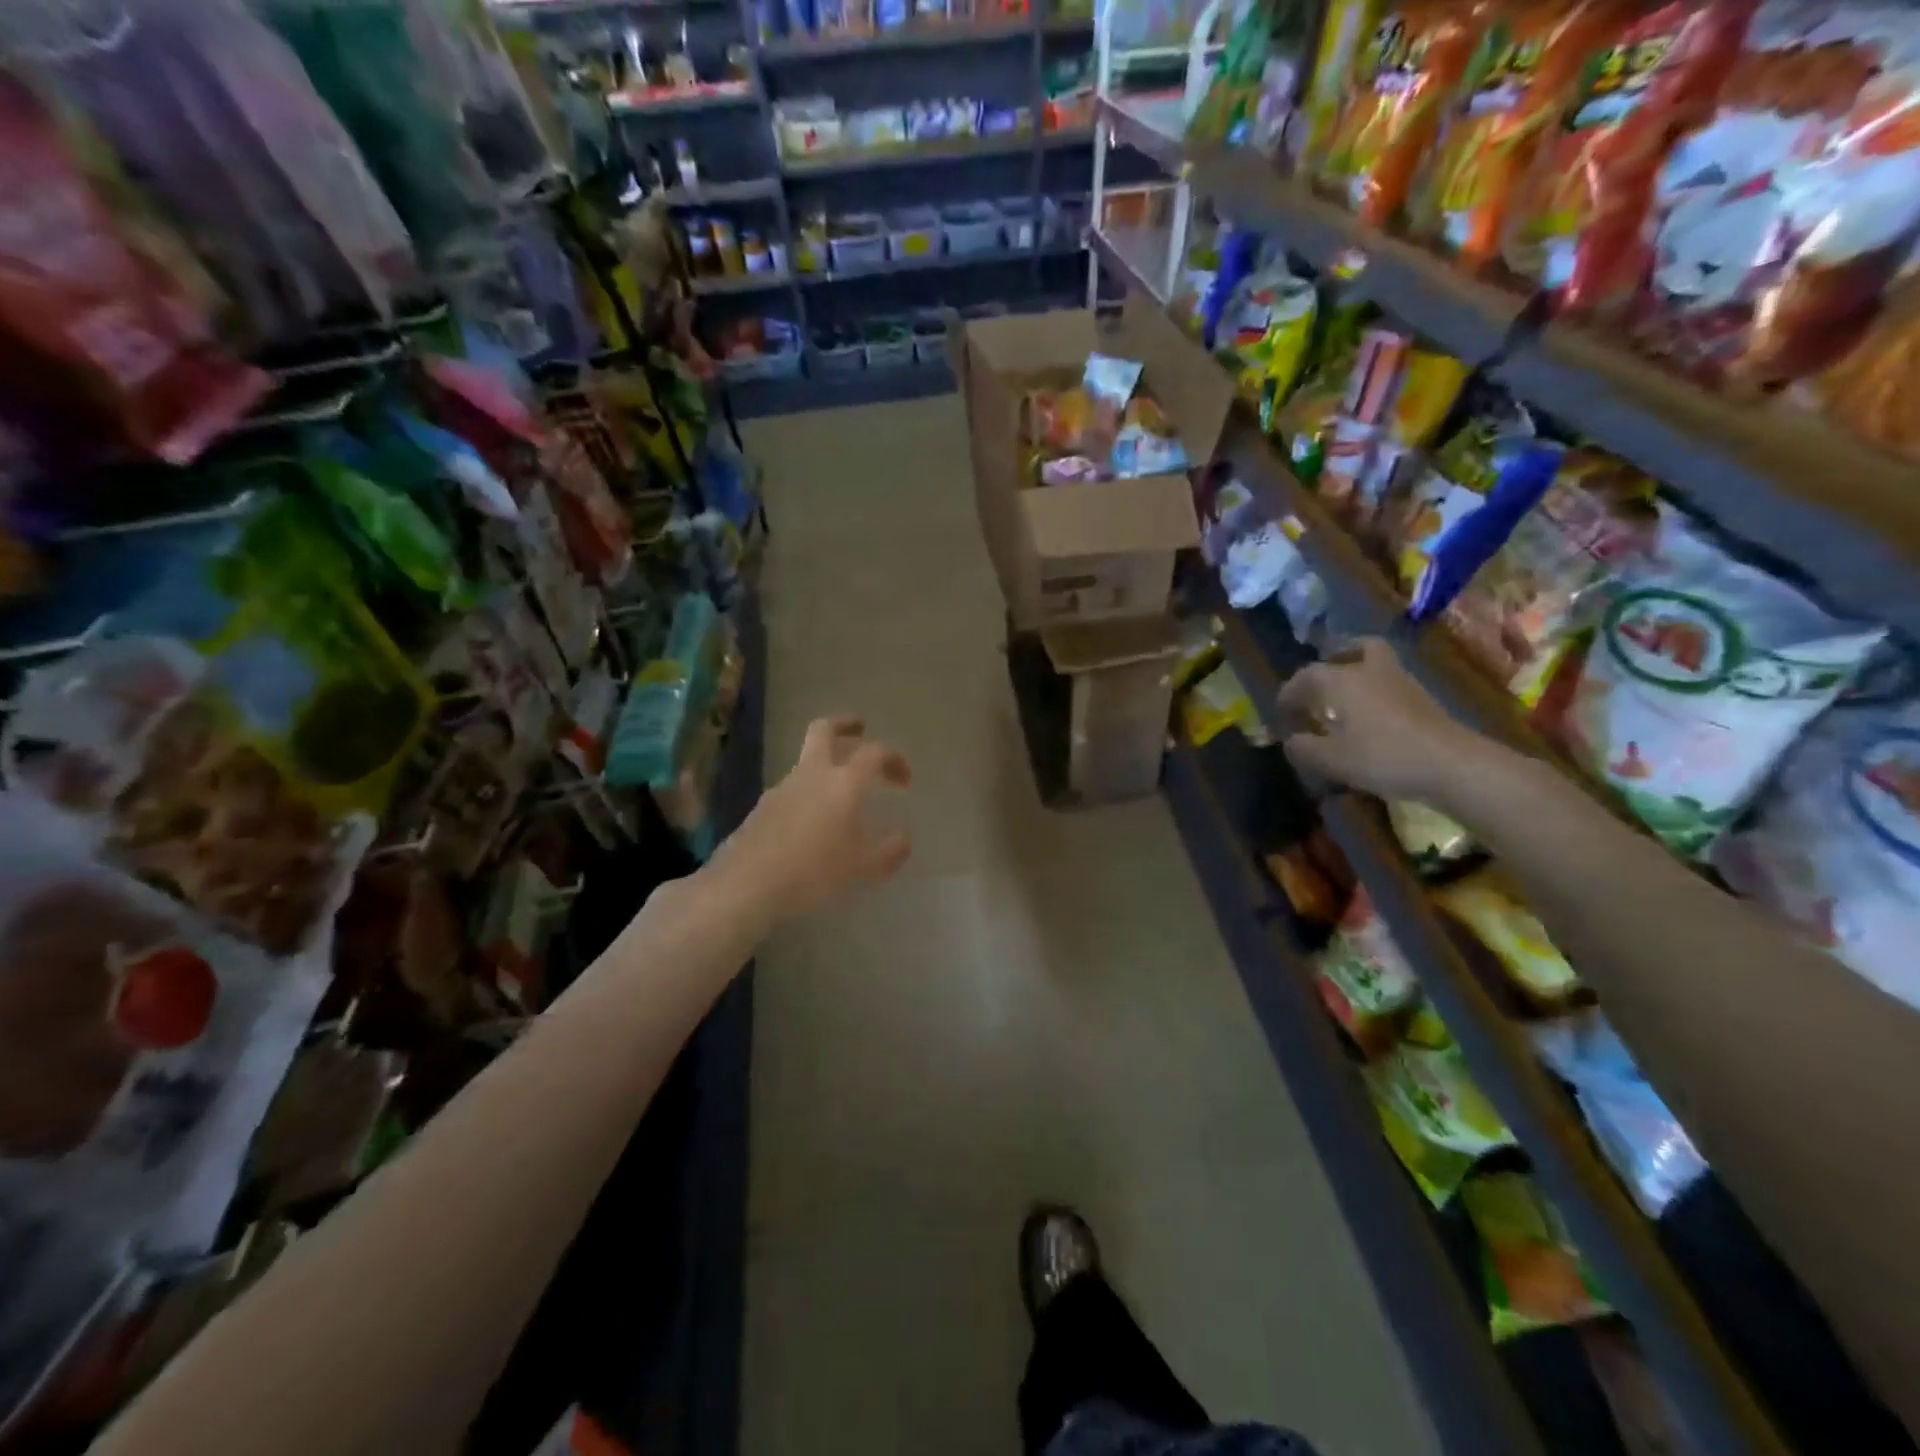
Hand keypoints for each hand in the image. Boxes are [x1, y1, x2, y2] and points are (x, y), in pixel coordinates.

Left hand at [716, 716, 911, 920]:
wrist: (747, 885)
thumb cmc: (814, 871)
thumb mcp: (864, 867)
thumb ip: (890, 850)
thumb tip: (903, 838)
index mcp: (844, 782)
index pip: (875, 752)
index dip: (894, 759)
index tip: (904, 781)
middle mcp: (812, 774)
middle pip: (824, 729)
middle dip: (844, 724)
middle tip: (859, 729)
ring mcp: (782, 788)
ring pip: (806, 761)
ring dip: (825, 765)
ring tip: (840, 795)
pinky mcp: (762, 807)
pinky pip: (792, 789)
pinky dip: (808, 793)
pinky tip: (812, 824)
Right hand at [1276, 639, 1485, 803]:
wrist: (1451, 764)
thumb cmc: (1382, 756)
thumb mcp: (1331, 759)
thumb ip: (1304, 747)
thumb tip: (1291, 739)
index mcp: (1342, 681)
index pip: (1306, 676)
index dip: (1289, 693)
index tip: (1281, 712)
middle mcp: (1370, 671)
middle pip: (1355, 648)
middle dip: (1336, 656)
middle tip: (1324, 678)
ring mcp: (1402, 682)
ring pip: (1377, 663)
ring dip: (1358, 673)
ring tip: (1345, 698)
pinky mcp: (1423, 700)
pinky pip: (1391, 683)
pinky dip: (1377, 690)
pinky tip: (1370, 715)